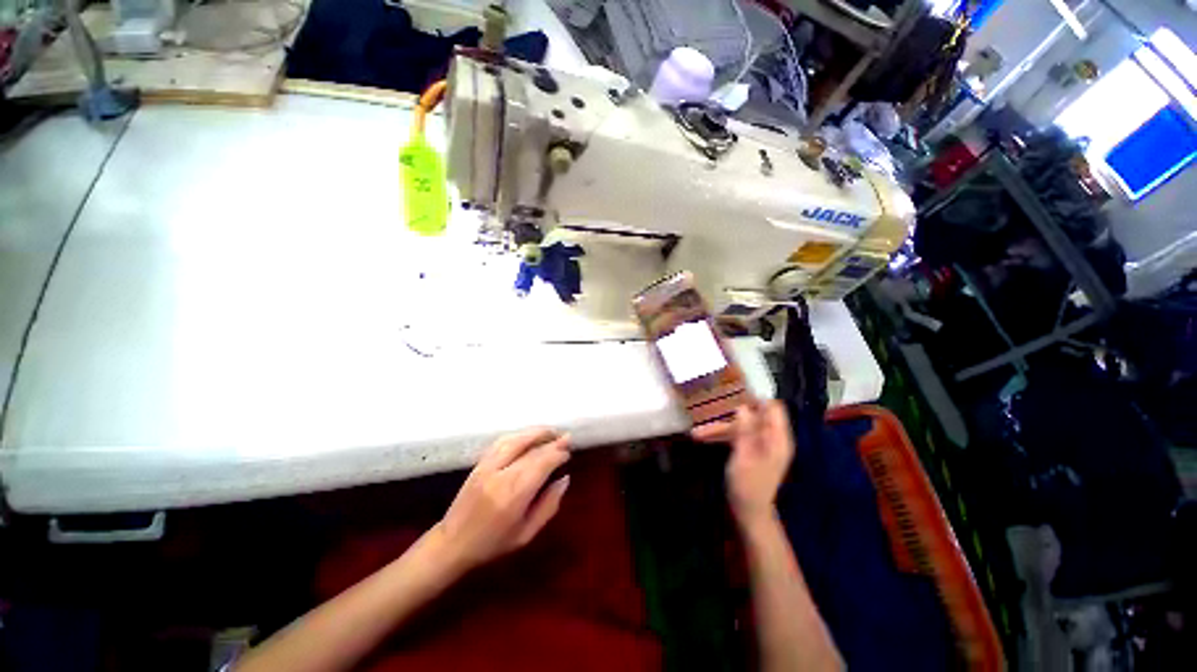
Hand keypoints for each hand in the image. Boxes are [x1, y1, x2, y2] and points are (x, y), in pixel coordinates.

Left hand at [434, 428, 570, 572]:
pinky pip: (501, 442)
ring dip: (535, 432)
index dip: (557, 454)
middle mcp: (501, 475)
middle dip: (551, 441)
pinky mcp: (479, 463)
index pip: (541, 464)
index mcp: (514, 495)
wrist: (451, 544)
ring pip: (515, 440)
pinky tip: (528, 435)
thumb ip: (549, 505)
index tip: (568, 453)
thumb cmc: (492, 544)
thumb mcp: (526, 534)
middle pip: (531, 450)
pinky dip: (518, 435)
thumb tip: (565, 479)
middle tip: (567, 438)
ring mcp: (487, 466)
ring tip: (551, 432)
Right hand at [692, 401, 793, 525]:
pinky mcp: (750, 451)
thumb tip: (742, 406)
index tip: (733, 391)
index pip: (773, 407)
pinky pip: (736, 436)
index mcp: (778, 438)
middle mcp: (771, 438)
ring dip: (720, 427)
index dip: (756, 398)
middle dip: (730, 412)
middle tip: (709, 405)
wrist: (748, 513)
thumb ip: (745, 430)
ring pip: (740, 426)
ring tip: (697, 431)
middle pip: (753, 415)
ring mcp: (760, 444)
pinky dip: (721, 436)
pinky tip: (701, 437)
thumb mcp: (744, 456)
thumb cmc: (748, 485)